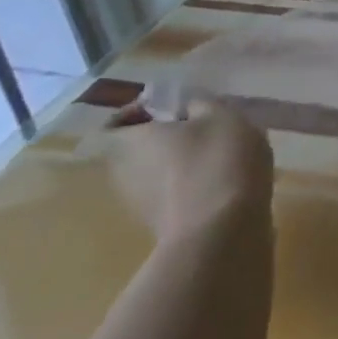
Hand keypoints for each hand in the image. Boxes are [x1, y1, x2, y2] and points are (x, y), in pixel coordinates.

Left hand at [107, 97, 272, 243]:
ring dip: (180, 162)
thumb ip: (201, 105)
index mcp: (127, 143)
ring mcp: (139, 206)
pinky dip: (191, 186)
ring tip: (219, 153)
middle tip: (202, 126)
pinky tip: (224, 180)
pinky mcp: (161, 228)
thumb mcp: (221, 115)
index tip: (172, 107)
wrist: (221, 233)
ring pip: (155, 174)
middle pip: (136, 150)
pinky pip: (172, 195)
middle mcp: (122, 175)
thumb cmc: (216, 160)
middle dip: (164, 137)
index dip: (138, 113)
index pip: (113, 125)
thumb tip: (189, 108)